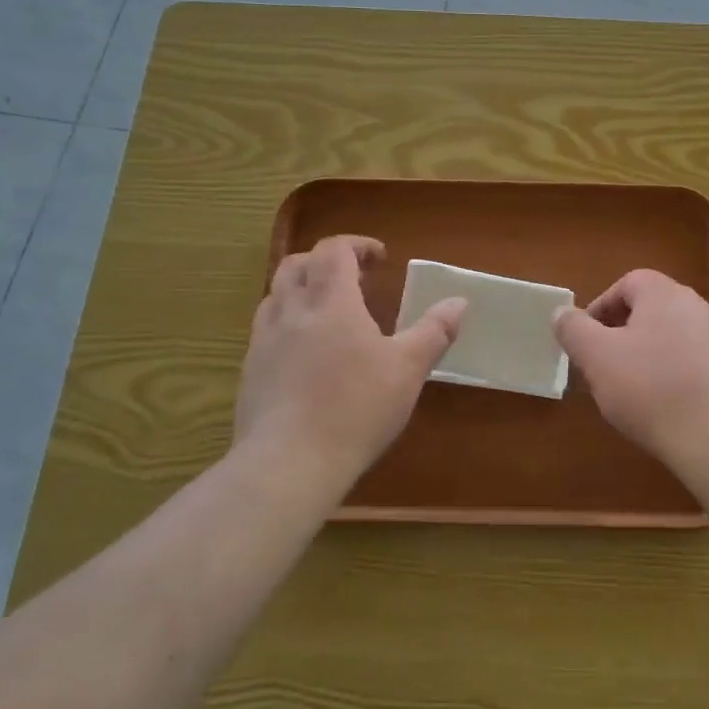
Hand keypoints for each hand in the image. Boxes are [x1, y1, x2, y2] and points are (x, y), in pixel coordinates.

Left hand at [236, 235, 465, 479]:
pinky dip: (286, 324)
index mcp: (331, 301)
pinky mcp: (250, 372)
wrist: (289, 463)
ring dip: (301, 290)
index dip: (357, 245)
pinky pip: (264, 331)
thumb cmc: (356, 408)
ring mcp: (264, 341)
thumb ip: (434, 331)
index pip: (334, 249)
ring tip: (326, 312)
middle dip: (324, 261)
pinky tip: (304, 354)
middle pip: (297, 264)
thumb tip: (459, 301)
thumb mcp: (408, 370)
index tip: (380, 258)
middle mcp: (291, 311)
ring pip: (275, 296)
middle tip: (352, 279)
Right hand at [554, 269, 708, 461]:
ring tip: (630, 393)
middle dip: (621, 336)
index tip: (586, 340)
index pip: (627, 284)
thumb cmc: (651, 389)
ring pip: (672, 339)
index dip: (601, 308)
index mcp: (664, 294)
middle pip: (650, 311)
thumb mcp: (597, 357)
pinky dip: (674, 378)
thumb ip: (574, 330)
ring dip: (647, 358)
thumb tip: (561, 313)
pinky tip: (664, 409)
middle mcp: (697, 307)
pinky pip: (693, 365)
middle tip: (603, 367)